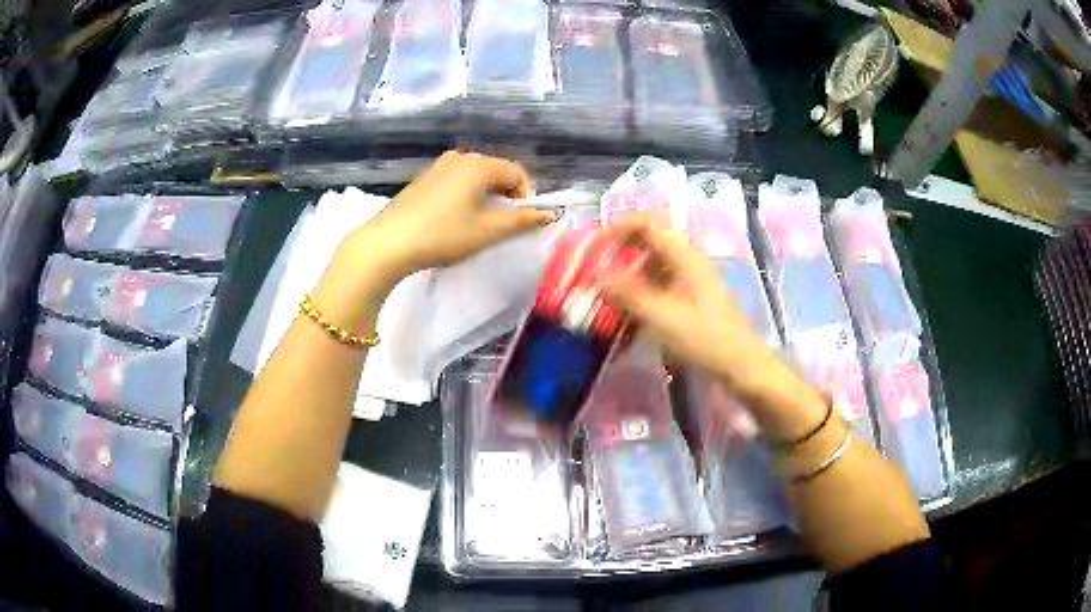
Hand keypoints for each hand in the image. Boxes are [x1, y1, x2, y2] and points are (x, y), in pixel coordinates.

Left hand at [341, 151, 558, 288]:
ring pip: (474, 178)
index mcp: (478, 164)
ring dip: (485, 198)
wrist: (388, 243)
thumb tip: (551, 213)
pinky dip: (464, 198)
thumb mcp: (488, 230)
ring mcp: (437, 167)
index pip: (517, 172)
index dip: (527, 196)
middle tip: (501, 226)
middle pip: (495, 172)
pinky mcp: (422, 180)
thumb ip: (522, 220)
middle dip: (506, 197)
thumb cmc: (444, 235)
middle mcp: (459, 158)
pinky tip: (453, 221)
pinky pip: (455, 183)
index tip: (523, 222)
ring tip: (477, 226)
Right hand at [602, 218, 775, 390]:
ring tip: (605, 296)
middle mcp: (688, 261)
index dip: (619, 227)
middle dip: (619, 253)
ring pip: (652, 265)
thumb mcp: (663, 318)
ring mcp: (691, 280)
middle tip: (594, 271)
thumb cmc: (706, 340)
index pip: (648, 223)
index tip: (594, 244)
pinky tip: (626, 316)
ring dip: (627, 276)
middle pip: (648, 242)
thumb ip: (628, 294)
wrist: (741, 366)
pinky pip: (659, 286)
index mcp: (685, 257)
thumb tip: (596, 273)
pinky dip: (639, 294)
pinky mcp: (690, 298)